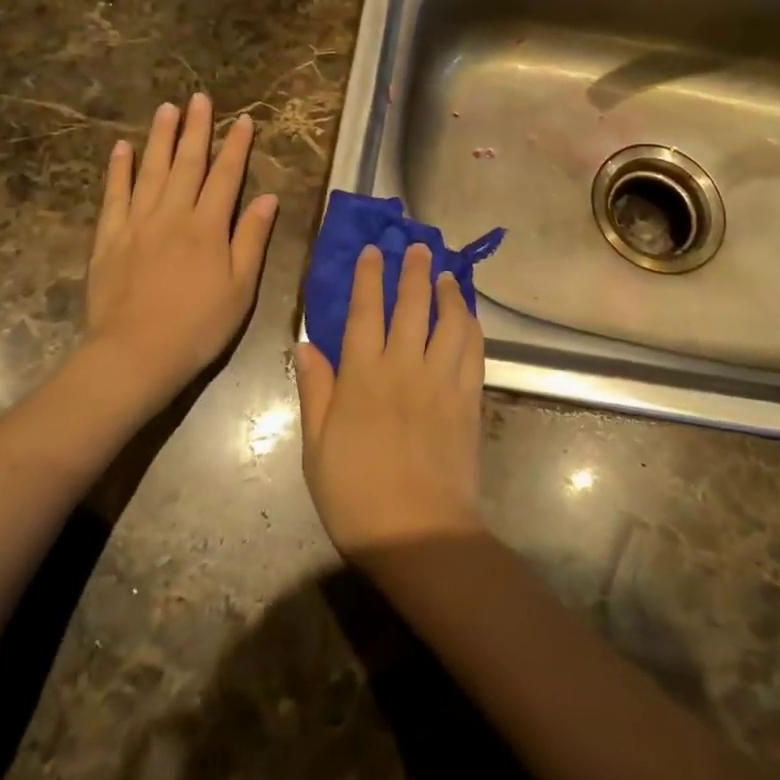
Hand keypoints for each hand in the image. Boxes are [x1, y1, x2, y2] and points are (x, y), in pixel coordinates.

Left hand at [79, 94, 278, 413]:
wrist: (135, 355)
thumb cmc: (198, 326)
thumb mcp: (240, 288)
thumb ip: (251, 239)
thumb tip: (267, 198)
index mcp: (208, 227)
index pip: (226, 176)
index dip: (236, 146)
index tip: (243, 120)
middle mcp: (173, 214)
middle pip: (187, 163)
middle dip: (196, 129)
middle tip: (198, 98)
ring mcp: (137, 223)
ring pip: (151, 170)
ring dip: (160, 138)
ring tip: (166, 109)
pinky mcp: (109, 237)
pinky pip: (114, 195)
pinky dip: (119, 170)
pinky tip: (122, 148)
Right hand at [295, 243, 486, 556]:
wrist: (418, 532)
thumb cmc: (355, 494)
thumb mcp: (317, 447)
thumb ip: (315, 390)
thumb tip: (306, 344)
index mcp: (362, 376)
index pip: (364, 311)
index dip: (368, 277)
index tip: (372, 251)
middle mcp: (404, 366)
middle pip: (411, 306)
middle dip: (414, 271)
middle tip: (419, 246)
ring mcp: (441, 381)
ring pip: (448, 322)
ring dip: (448, 293)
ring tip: (446, 275)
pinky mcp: (468, 400)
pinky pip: (473, 352)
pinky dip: (471, 327)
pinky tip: (468, 317)